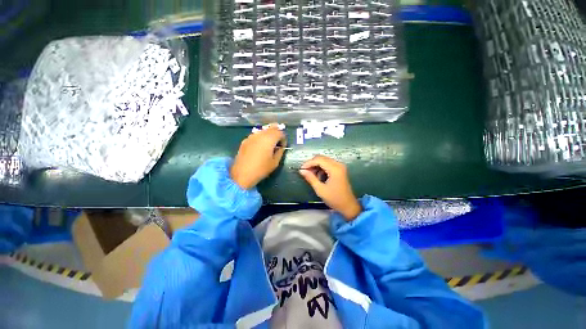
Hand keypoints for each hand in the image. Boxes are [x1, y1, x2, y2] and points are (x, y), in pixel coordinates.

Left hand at [230, 125, 286, 189]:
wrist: (242, 174)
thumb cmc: (261, 169)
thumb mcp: (275, 162)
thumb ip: (280, 152)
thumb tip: (281, 147)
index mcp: (269, 139)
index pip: (280, 132)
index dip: (284, 138)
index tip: (283, 146)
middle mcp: (260, 134)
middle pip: (272, 128)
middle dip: (277, 133)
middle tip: (278, 142)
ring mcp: (252, 136)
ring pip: (263, 130)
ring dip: (269, 134)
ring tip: (269, 144)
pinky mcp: (245, 140)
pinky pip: (256, 135)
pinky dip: (261, 137)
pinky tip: (260, 146)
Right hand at [299, 155, 361, 220]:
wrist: (348, 206)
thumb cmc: (334, 199)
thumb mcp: (320, 189)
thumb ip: (310, 178)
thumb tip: (302, 171)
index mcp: (335, 169)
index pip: (319, 160)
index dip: (308, 163)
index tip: (301, 169)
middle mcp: (338, 164)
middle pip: (321, 158)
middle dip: (312, 164)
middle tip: (305, 172)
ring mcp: (340, 166)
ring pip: (324, 160)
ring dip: (316, 166)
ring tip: (311, 175)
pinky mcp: (339, 169)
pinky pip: (328, 164)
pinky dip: (321, 168)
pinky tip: (318, 176)